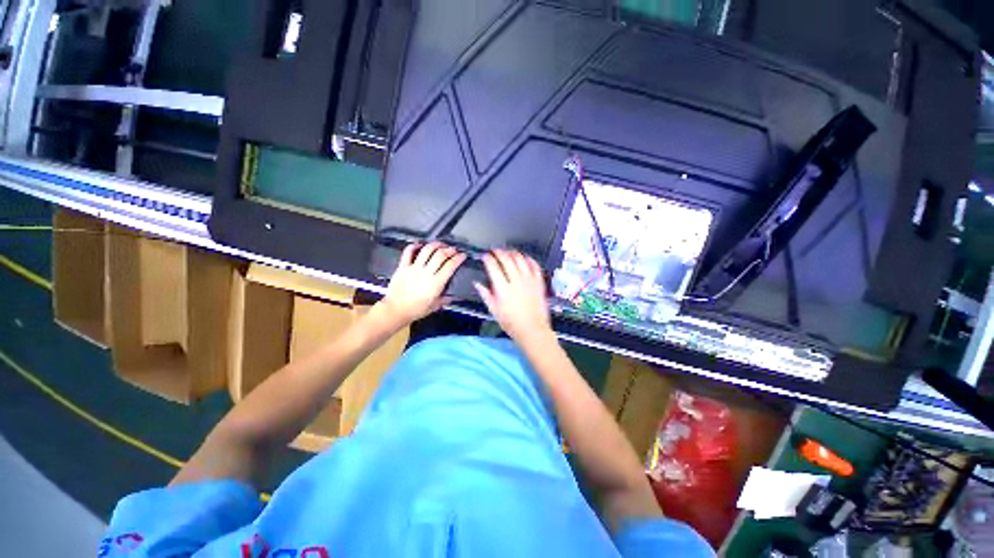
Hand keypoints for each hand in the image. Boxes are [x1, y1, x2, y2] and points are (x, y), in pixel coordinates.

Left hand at [379, 242, 465, 325]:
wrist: (395, 310)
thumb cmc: (416, 310)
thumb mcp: (434, 306)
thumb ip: (445, 299)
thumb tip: (453, 297)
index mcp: (436, 283)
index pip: (450, 266)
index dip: (458, 258)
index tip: (462, 255)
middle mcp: (426, 273)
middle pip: (440, 255)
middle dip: (449, 250)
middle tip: (453, 250)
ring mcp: (414, 268)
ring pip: (427, 250)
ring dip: (435, 245)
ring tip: (440, 245)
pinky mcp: (403, 267)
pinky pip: (408, 252)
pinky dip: (414, 246)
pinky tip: (419, 245)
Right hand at [474, 249, 552, 342]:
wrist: (532, 329)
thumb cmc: (511, 322)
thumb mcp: (494, 310)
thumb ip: (485, 294)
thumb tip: (477, 283)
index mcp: (503, 289)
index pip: (493, 267)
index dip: (488, 258)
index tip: (485, 256)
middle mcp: (516, 281)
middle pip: (507, 259)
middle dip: (499, 252)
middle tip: (495, 251)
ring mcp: (529, 280)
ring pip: (521, 259)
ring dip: (513, 253)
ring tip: (508, 252)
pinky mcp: (539, 282)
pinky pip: (535, 265)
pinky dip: (529, 259)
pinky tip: (524, 258)